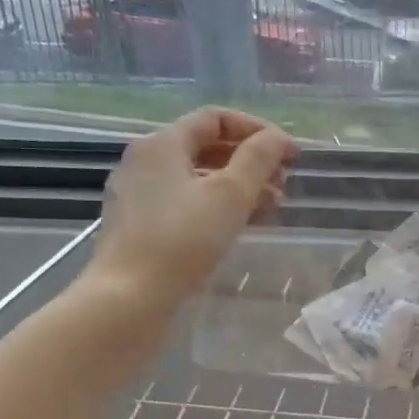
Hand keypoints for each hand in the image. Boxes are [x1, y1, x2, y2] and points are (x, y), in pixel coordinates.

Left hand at [85, 108, 295, 299]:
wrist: (129, 299)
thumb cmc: (182, 240)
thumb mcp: (230, 195)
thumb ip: (258, 159)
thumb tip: (279, 138)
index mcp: (162, 144)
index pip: (215, 118)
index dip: (257, 129)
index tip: (289, 153)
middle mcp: (145, 162)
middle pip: (206, 147)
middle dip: (250, 160)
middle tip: (283, 181)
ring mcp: (139, 196)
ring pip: (198, 177)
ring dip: (238, 185)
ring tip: (272, 206)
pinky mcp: (140, 227)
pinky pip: (186, 203)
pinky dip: (218, 206)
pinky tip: (242, 225)